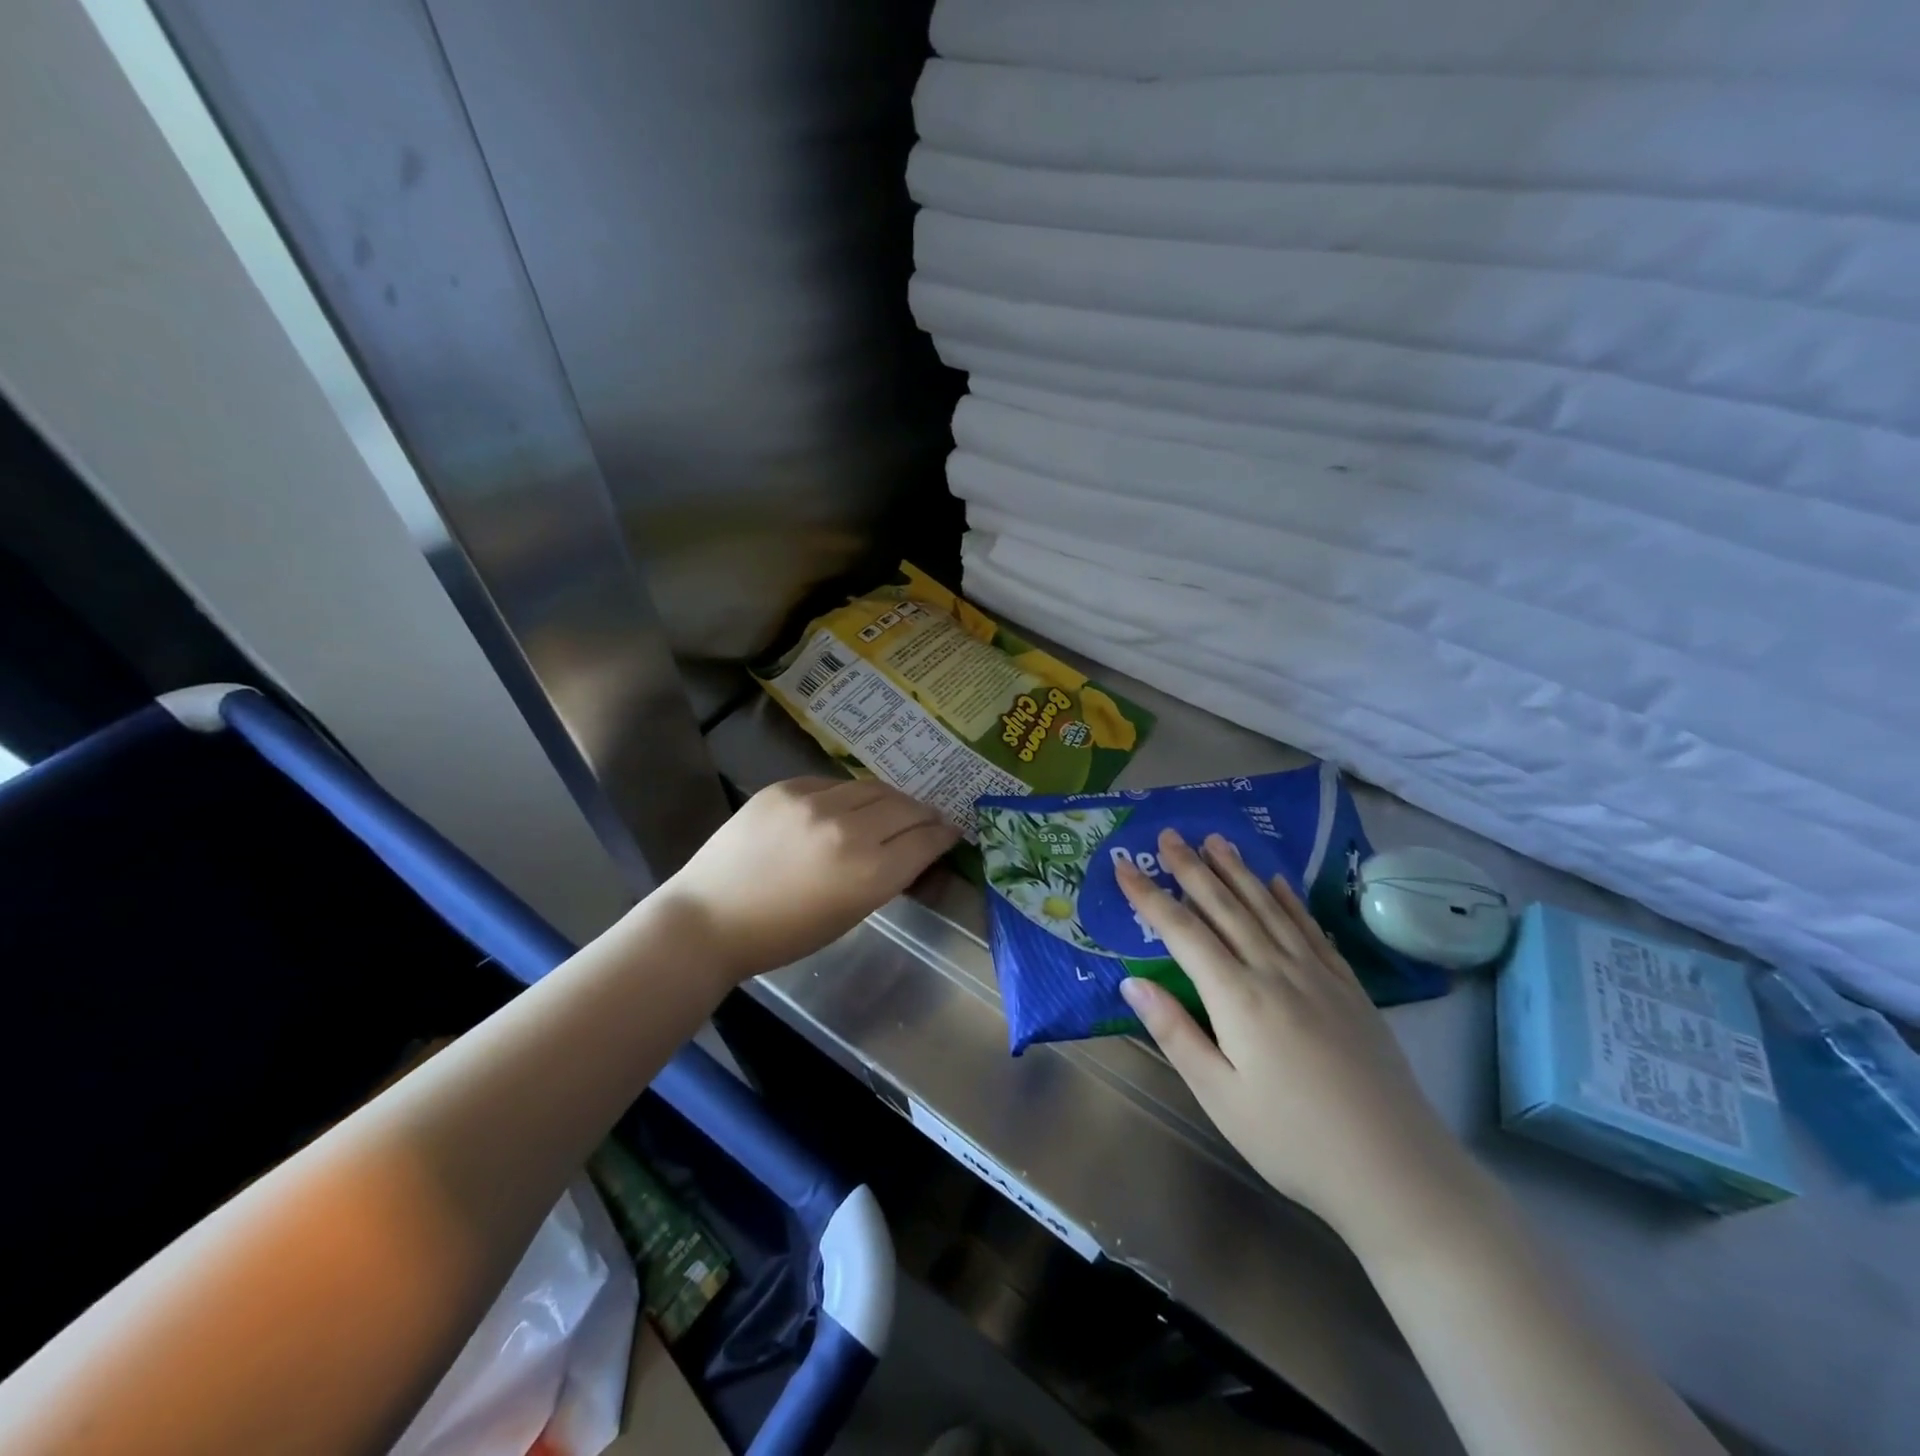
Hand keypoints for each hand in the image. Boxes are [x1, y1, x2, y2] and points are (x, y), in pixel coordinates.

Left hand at [653, 776, 958, 983]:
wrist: (710, 918)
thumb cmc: (783, 935)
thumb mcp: (849, 914)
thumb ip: (885, 877)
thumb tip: (911, 851)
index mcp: (869, 873)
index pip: (925, 841)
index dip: (944, 835)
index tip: (951, 832)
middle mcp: (849, 830)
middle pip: (906, 807)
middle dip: (925, 813)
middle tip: (931, 818)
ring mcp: (814, 803)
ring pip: (873, 787)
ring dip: (892, 799)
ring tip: (896, 807)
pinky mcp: (786, 788)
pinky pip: (833, 783)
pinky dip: (849, 795)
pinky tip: (847, 806)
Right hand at [1116, 829, 1478, 1245]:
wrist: (1395, 1170)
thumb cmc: (1292, 1140)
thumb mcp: (1219, 1095)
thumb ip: (1175, 1032)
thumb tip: (1132, 981)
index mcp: (1237, 996)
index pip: (1183, 932)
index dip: (1150, 897)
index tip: (1124, 867)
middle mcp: (1275, 971)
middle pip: (1225, 907)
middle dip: (1192, 868)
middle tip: (1169, 834)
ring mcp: (1317, 975)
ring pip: (1268, 908)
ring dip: (1238, 871)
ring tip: (1216, 840)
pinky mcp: (1348, 987)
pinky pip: (1311, 929)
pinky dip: (1289, 901)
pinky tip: (1278, 882)